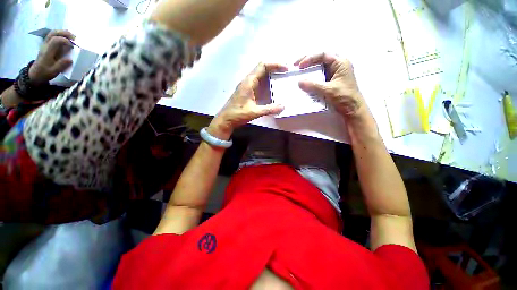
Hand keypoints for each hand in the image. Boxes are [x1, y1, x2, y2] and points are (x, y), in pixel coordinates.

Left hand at [29, 30, 74, 84]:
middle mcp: (46, 45)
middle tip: (75, 38)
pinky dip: (61, 35)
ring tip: (72, 37)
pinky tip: (66, 39)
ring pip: (53, 33)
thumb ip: (61, 65)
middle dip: (65, 33)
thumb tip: (71, 60)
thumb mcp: (53, 72)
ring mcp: (45, 44)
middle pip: (54, 33)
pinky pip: (53, 36)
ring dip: (63, 33)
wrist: (35, 74)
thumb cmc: (44, 73)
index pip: (56, 40)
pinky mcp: (47, 45)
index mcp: (47, 51)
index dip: (66, 41)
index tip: (73, 46)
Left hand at [208, 63, 286, 139]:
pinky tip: (271, 89)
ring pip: (259, 75)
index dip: (275, 64)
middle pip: (262, 68)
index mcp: (249, 82)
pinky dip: (266, 82)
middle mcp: (247, 81)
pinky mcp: (245, 91)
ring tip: (281, 79)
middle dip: (274, 68)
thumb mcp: (254, 112)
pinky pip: (257, 82)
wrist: (225, 120)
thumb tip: (283, 106)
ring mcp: (245, 86)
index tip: (286, 68)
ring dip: (270, 75)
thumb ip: (269, 109)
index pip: (263, 66)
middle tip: (285, 73)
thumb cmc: (238, 114)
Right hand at [295, 53, 364, 117]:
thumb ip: (313, 85)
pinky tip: (304, 82)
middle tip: (296, 66)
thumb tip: (299, 82)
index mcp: (340, 63)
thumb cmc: (345, 97)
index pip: (323, 55)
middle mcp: (337, 66)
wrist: (352, 110)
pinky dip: (311, 79)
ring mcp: (333, 75)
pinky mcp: (330, 83)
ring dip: (309, 70)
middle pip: (320, 59)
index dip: (310, 58)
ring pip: (319, 69)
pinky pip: (318, 78)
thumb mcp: (328, 90)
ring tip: (298, 73)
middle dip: (307, 61)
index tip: (300, 66)